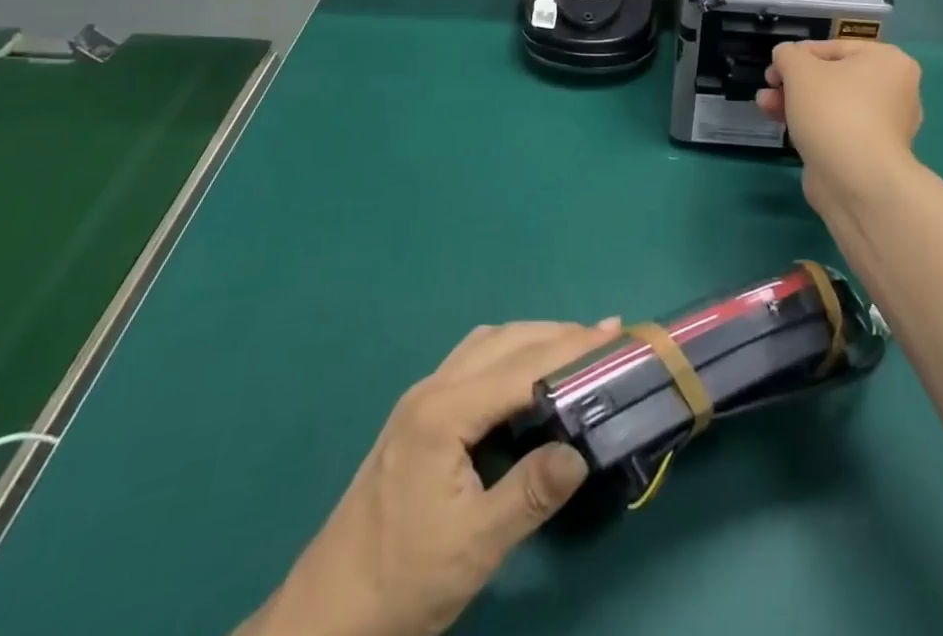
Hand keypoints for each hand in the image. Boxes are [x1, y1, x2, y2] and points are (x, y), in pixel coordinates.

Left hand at [246, 320, 619, 635]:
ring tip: (576, 347)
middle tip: (607, 337)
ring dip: (534, 339)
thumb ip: (530, 493)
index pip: (522, 367)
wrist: (326, 614)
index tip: (615, 339)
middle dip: (558, 335)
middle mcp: (433, 388)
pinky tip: (525, 374)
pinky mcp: (418, 414)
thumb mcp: (474, 547)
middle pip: (506, 341)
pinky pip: (473, 360)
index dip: (571, 352)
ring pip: (488, 344)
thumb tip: (582, 452)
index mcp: (445, 412)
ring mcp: (422, 398)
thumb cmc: (402, 581)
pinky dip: (510, 353)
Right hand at [757, 39, 921, 198]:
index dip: (798, 55)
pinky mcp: (870, 152)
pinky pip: (836, 128)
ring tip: (764, 106)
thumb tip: (786, 57)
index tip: (774, 67)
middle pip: (832, 76)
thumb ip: (788, 54)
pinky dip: (811, 124)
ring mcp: (885, 124)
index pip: (834, 47)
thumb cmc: (833, 111)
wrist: (857, 181)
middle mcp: (895, 90)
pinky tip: (782, 125)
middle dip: (793, 81)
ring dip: (795, 101)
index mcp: (888, 61)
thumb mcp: (800, 69)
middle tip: (769, 86)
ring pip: (831, 103)